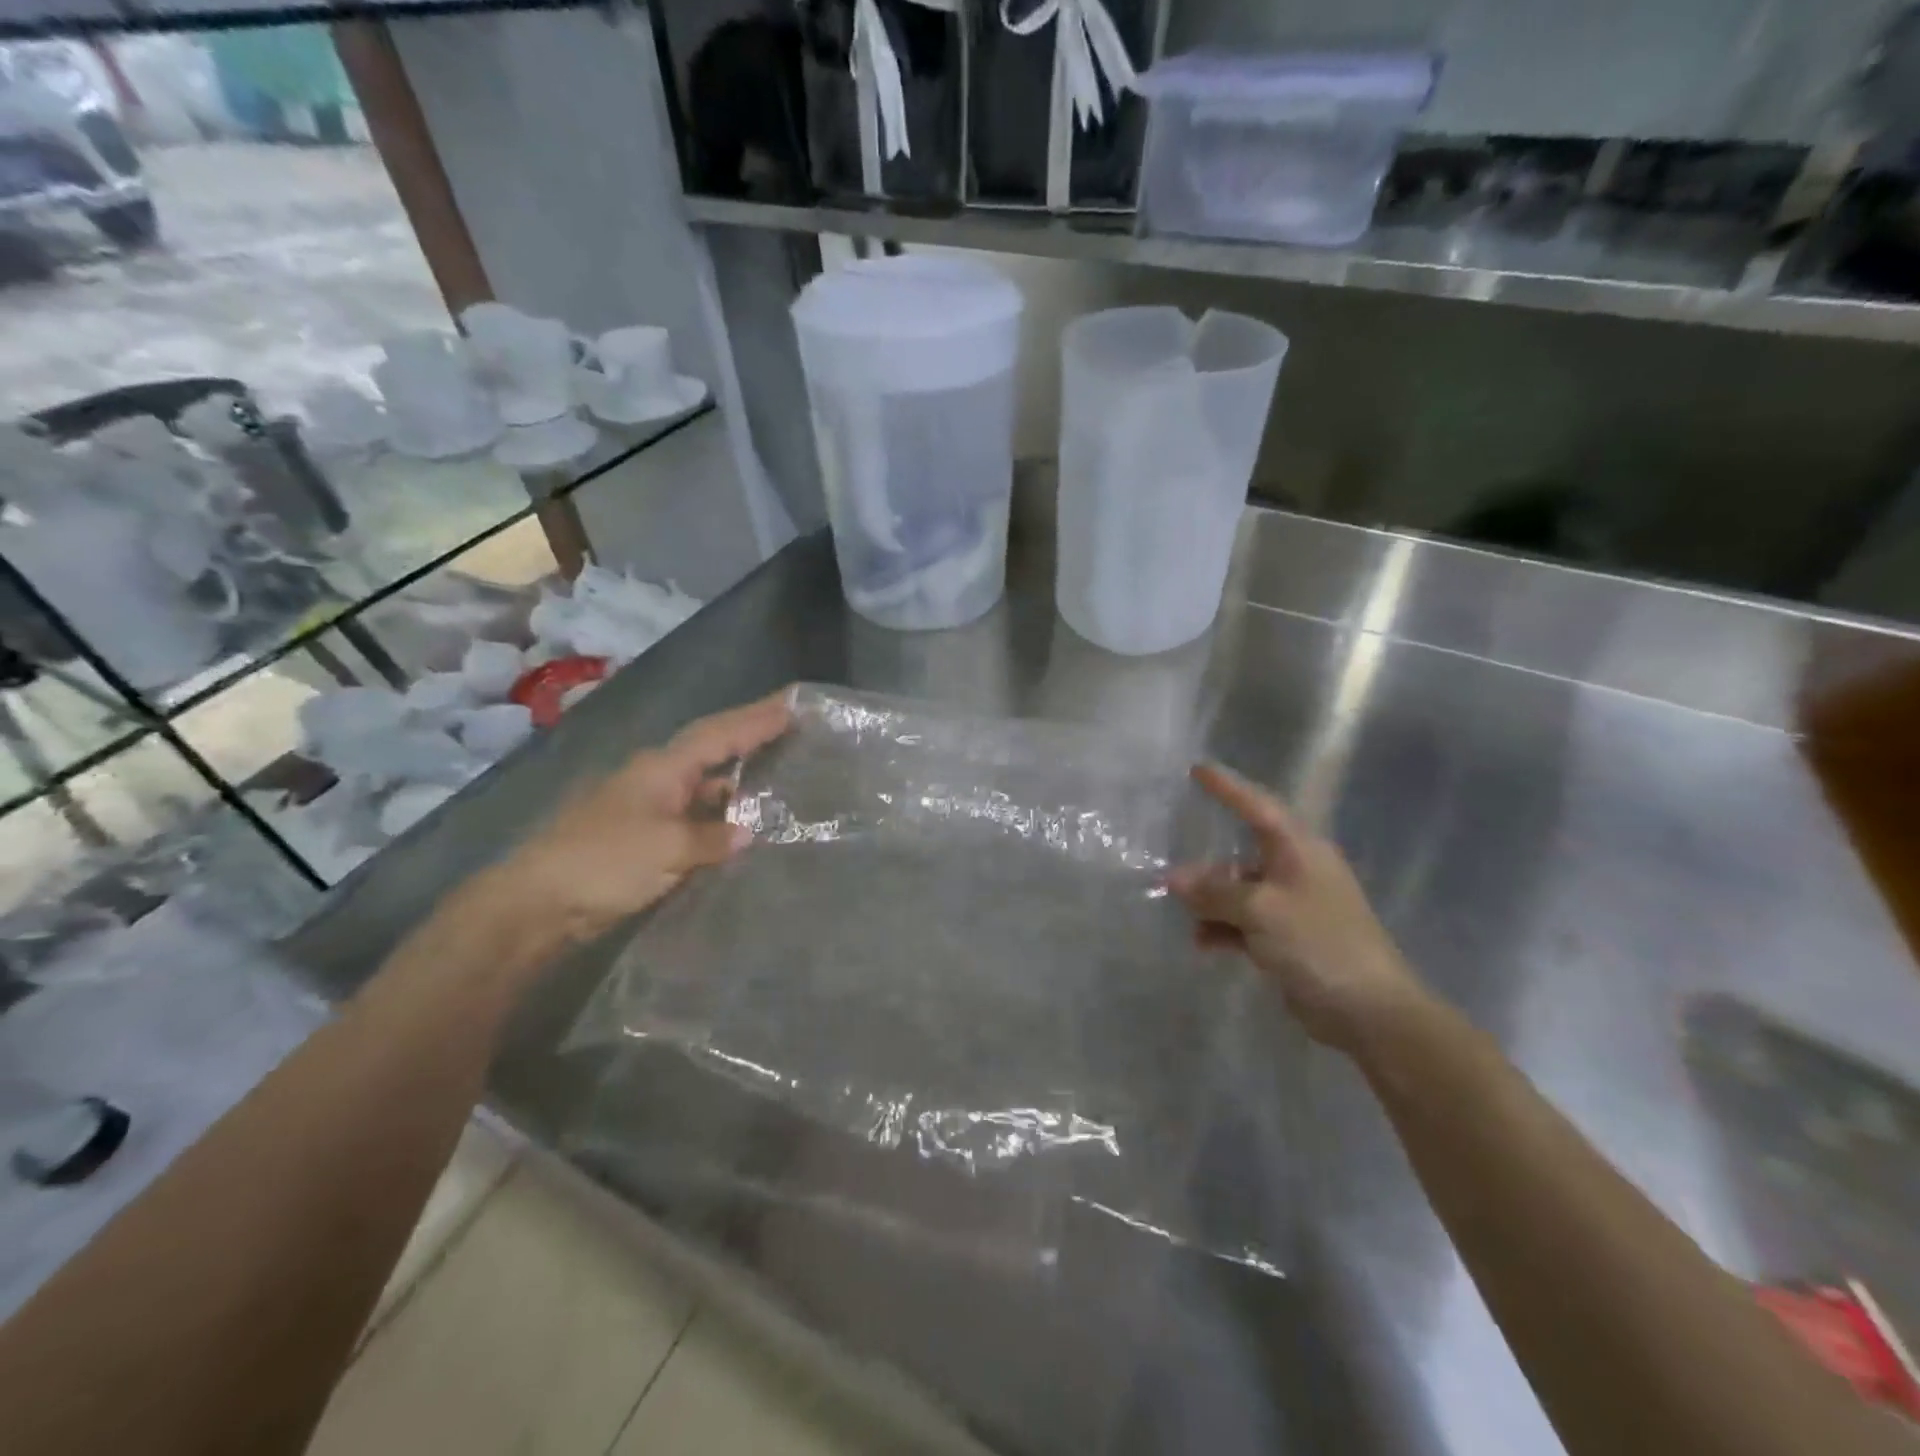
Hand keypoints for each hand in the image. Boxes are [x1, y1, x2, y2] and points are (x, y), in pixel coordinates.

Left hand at [482, 689, 792, 946]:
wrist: (538, 904)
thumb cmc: (603, 862)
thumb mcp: (667, 848)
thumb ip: (712, 836)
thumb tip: (748, 832)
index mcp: (662, 768)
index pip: (719, 734)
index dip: (757, 718)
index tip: (793, 703)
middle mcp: (658, 780)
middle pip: (713, 752)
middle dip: (752, 739)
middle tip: (794, 731)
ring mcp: (650, 809)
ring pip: (705, 788)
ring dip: (739, 784)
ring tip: (783, 781)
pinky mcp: (646, 839)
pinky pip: (696, 819)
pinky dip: (721, 819)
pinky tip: (743, 830)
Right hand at [1167, 763, 1426, 1053]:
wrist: (1370, 1011)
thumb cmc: (1319, 944)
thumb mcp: (1261, 910)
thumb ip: (1215, 892)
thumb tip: (1173, 880)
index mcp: (1300, 851)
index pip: (1258, 807)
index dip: (1228, 788)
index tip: (1197, 769)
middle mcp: (1297, 871)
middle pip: (1242, 857)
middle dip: (1207, 869)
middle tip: (1171, 878)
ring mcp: (1294, 906)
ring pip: (1240, 893)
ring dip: (1212, 903)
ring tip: (1186, 917)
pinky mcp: (1289, 939)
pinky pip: (1246, 922)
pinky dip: (1224, 929)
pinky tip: (1203, 943)